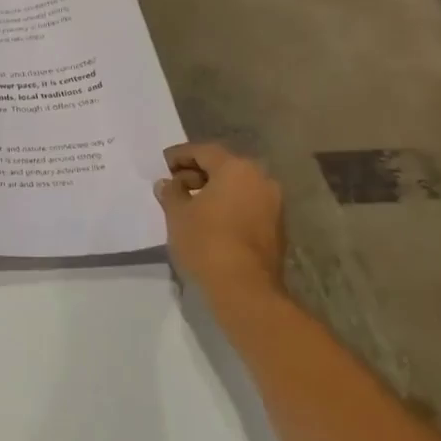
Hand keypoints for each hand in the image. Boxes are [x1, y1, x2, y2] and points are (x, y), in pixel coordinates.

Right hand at [154, 142, 286, 296]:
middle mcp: (261, 179)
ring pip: (238, 188)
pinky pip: (248, 206)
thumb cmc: (206, 242)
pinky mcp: (277, 228)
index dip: (180, 155)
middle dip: (198, 173)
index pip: (204, 151)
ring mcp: (274, 204)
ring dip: (214, 191)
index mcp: (237, 168)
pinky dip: (229, 207)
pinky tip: (210, 222)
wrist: (245, 289)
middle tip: (175, 184)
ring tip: (190, 205)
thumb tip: (167, 183)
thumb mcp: (177, 214)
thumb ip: (171, 192)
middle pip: (224, 167)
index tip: (163, 164)